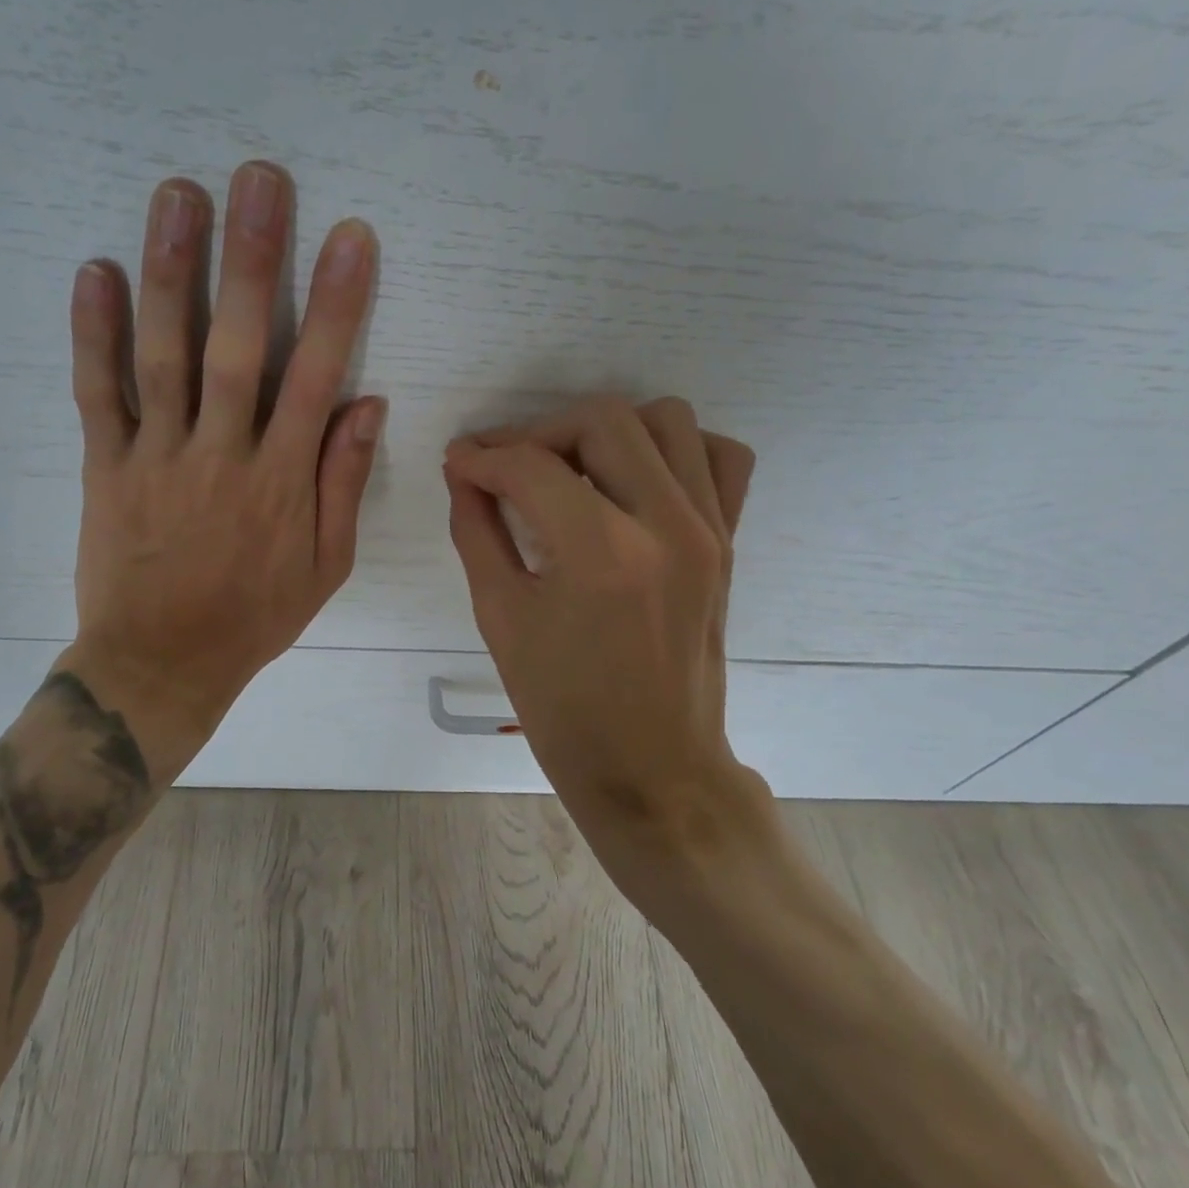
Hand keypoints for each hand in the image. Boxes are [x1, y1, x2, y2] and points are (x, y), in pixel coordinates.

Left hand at [62, 163, 384, 781]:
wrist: (162, 663)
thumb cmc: (254, 616)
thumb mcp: (325, 566)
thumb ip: (343, 483)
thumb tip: (365, 403)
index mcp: (283, 480)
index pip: (316, 376)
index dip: (335, 303)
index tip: (349, 237)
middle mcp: (223, 454)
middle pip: (240, 345)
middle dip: (253, 258)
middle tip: (259, 179)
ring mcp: (158, 457)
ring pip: (165, 354)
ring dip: (174, 272)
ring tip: (178, 195)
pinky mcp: (105, 468)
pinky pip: (97, 393)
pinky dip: (93, 333)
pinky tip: (96, 271)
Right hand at [443, 395, 771, 903]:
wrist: (651, 768)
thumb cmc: (564, 708)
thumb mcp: (500, 618)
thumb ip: (477, 532)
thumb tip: (463, 475)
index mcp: (601, 553)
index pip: (531, 467)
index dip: (483, 457)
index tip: (460, 464)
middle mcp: (666, 525)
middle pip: (602, 420)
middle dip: (539, 433)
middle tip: (508, 468)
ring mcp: (709, 530)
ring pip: (666, 420)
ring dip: (607, 431)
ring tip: (572, 470)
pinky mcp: (728, 542)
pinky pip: (718, 458)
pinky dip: (676, 450)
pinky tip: (637, 481)